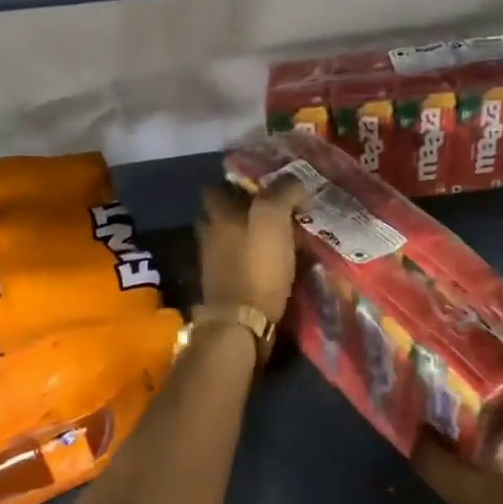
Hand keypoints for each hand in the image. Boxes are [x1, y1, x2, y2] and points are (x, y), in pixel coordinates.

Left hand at [197, 178, 306, 323]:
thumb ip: (282, 193)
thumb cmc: (257, 266)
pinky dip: (245, 259)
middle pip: (216, 214)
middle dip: (236, 209)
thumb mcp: (273, 220)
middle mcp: (209, 235)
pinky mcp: (222, 286)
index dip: (234, 183)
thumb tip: (294, 181)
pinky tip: (266, 262)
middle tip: (266, 209)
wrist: (241, 323)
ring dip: (241, 235)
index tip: (259, 184)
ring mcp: (212, 263)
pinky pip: (233, 262)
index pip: (214, 188)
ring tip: (270, 236)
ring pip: (224, 239)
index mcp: (218, 214)